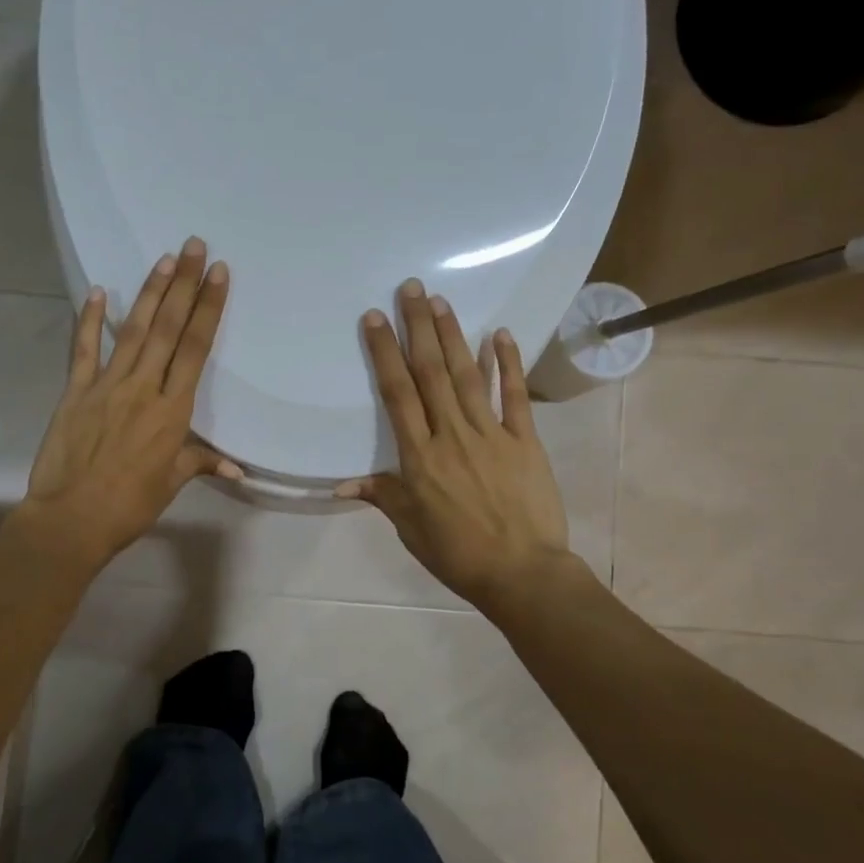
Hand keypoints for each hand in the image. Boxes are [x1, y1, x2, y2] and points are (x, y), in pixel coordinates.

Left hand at [19, 238, 238, 572]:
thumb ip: (200, 462)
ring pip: (132, 331)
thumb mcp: (170, 483)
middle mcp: (142, 388)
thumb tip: (236, 467)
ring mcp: (105, 386)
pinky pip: (83, 350)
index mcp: (172, 410)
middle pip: (167, 329)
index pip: (195, 349)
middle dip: (183, 285)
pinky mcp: (75, 392)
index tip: (218, 274)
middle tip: (194, 246)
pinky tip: (98, 292)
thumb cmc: (129, 506)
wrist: (71, 519)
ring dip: (149, 293)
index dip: (208, 309)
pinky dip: (89, 320)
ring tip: (163, 260)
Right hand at [338, 279, 572, 611]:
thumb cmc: (457, 553)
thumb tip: (339, 485)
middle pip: (430, 373)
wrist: (522, 574)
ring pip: (467, 376)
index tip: (374, 319)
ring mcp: (491, 434)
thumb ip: (381, 495)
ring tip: (441, 301)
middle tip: (410, 289)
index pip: (397, 394)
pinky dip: (507, 364)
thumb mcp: (410, 528)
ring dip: (453, 336)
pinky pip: (514, 397)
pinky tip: (500, 334)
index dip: (384, 353)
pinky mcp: (524, 441)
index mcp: (420, 457)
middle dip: (418, 328)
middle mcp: (452, 435)